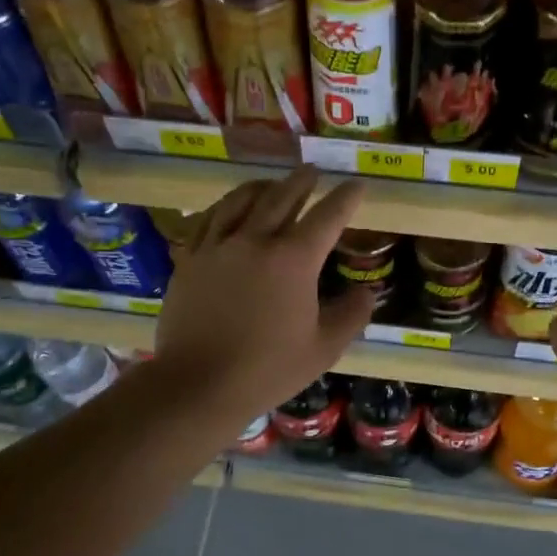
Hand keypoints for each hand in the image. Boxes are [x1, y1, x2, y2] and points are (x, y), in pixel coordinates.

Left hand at [153, 166, 376, 426]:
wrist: (199, 384)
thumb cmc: (268, 370)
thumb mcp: (324, 349)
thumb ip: (351, 315)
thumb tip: (367, 291)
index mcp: (293, 260)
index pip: (327, 217)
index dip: (345, 198)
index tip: (356, 185)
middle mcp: (255, 240)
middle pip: (282, 197)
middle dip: (302, 181)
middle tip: (312, 171)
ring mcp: (217, 246)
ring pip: (241, 201)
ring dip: (262, 187)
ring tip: (272, 183)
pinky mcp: (189, 258)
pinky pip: (208, 219)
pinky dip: (225, 206)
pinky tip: (228, 209)